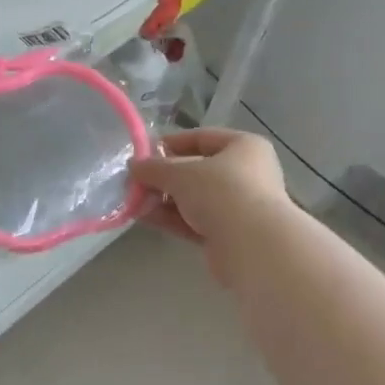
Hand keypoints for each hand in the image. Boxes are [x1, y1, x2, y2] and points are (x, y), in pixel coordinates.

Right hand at [129, 129, 292, 281]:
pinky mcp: (228, 234)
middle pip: (196, 170)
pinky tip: (145, 218)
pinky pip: (194, 221)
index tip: (143, 153)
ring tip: (133, 201)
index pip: (202, 137)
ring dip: (163, 199)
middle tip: (134, 182)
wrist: (252, 246)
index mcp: (244, 147)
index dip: (171, 143)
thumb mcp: (181, 174)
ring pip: (194, 198)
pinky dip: (171, 218)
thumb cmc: (222, 193)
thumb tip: (133, 166)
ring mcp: (238, 206)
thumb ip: (154, 168)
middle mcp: (245, 174)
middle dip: (163, 177)